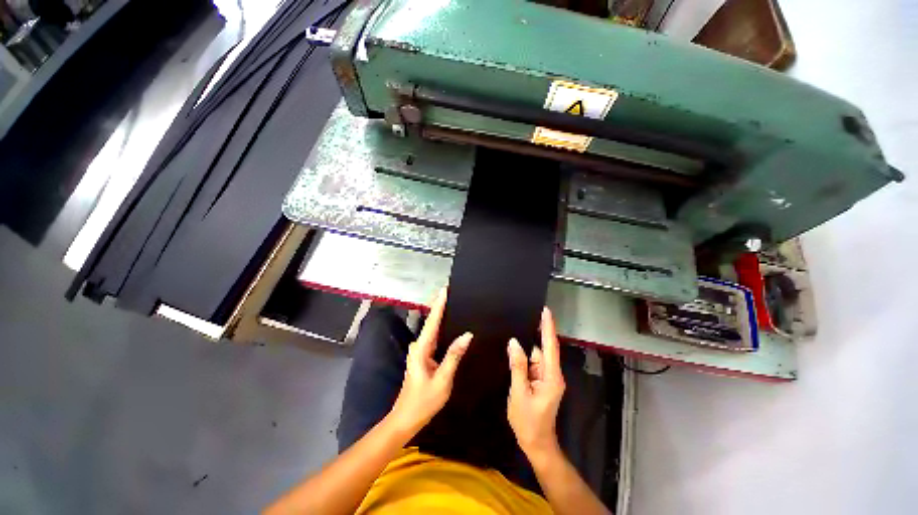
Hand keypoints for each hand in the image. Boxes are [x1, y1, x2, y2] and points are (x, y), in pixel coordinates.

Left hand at [388, 288, 472, 435]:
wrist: (406, 418)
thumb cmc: (424, 401)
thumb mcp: (443, 379)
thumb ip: (454, 355)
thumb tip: (468, 334)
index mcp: (422, 348)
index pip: (433, 321)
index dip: (439, 304)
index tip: (445, 289)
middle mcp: (419, 346)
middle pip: (432, 321)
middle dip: (441, 305)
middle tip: (452, 292)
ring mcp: (420, 351)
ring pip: (432, 329)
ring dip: (441, 315)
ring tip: (452, 302)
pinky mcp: (423, 356)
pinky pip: (434, 337)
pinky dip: (441, 327)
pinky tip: (449, 324)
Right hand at [507, 307, 565, 458]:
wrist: (536, 444)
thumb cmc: (528, 422)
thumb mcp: (519, 393)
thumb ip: (517, 366)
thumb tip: (514, 343)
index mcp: (551, 377)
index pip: (551, 346)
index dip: (548, 327)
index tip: (546, 311)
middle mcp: (552, 374)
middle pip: (543, 350)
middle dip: (534, 336)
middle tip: (521, 318)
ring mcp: (547, 378)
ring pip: (536, 357)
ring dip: (525, 351)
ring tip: (511, 341)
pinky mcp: (541, 381)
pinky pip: (533, 364)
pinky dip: (524, 359)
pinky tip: (514, 354)